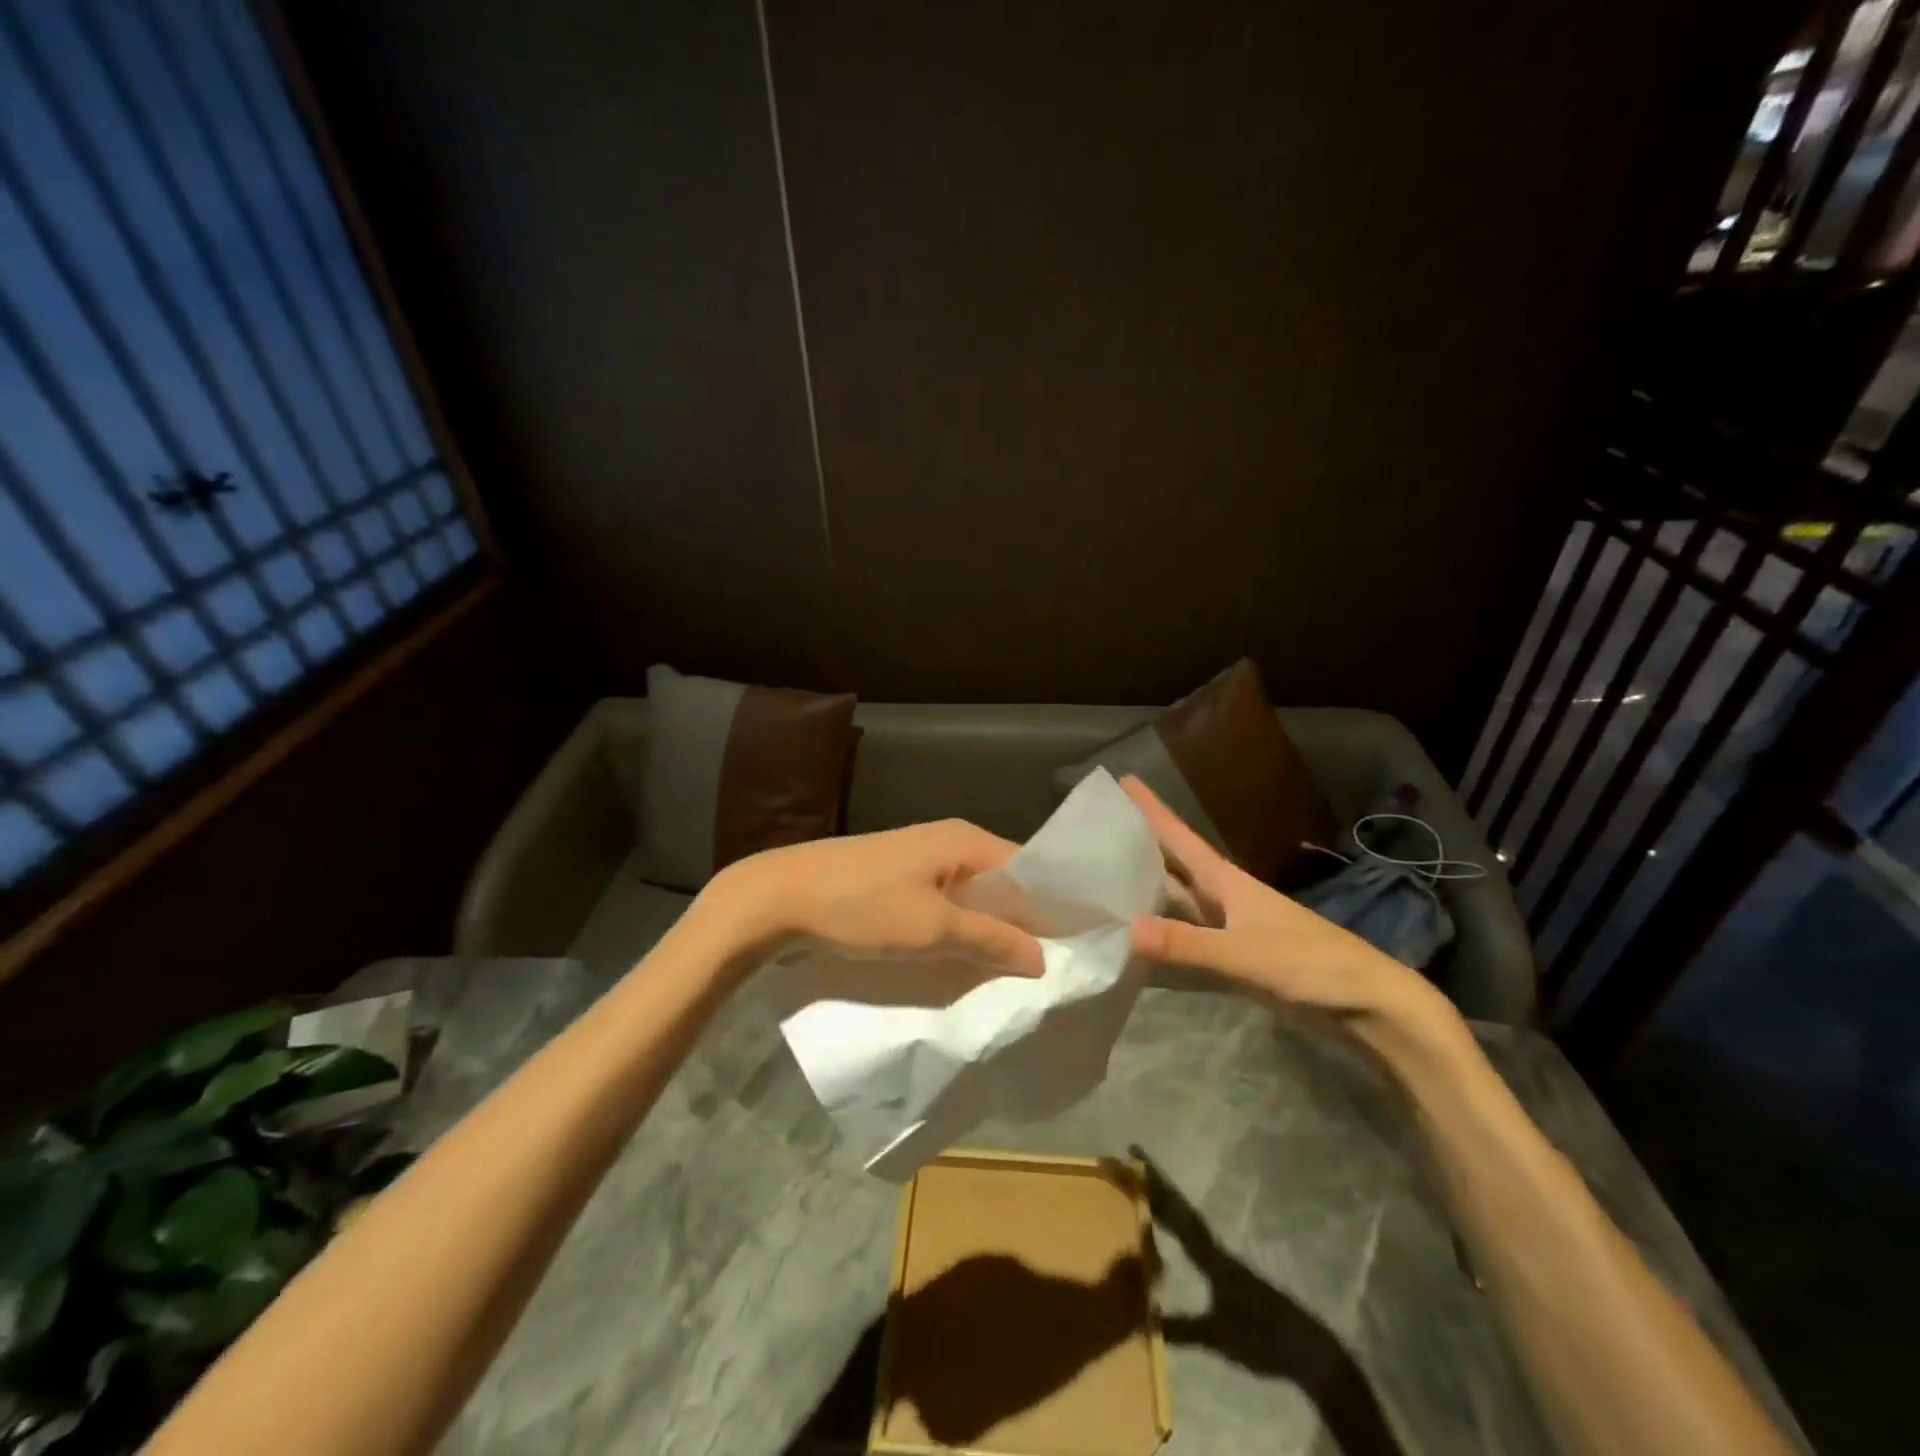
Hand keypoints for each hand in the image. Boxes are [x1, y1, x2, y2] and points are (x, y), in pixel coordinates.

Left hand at [702, 819, 1046, 987]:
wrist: (778, 897)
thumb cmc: (862, 907)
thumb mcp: (931, 928)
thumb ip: (990, 939)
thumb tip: (1043, 957)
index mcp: (966, 841)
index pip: (1030, 870)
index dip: (1052, 908)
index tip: (1077, 948)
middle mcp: (950, 842)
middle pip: (1003, 885)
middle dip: (1022, 924)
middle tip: (1050, 970)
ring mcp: (921, 861)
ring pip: (972, 898)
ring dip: (989, 931)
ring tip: (1014, 973)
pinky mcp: (898, 881)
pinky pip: (945, 905)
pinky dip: (959, 930)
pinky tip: (967, 960)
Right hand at [1121, 777, 1458, 1041]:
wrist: (1370, 1004)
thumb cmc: (1311, 965)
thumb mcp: (1246, 955)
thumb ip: (1188, 945)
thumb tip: (1127, 930)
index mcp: (1227, 882)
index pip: (1179, 836)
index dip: (1151, 809)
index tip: (1122, 780)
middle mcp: (1224, 896)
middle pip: (1174, 861)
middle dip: (1139, 841)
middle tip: (1099, 826)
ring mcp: (1230, 925)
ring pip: (1179, 895)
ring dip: (1147, 883)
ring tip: (1107, 872)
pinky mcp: (1236, 954)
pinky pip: (1187, 930)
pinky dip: (1162, 927)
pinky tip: (1140, 932)